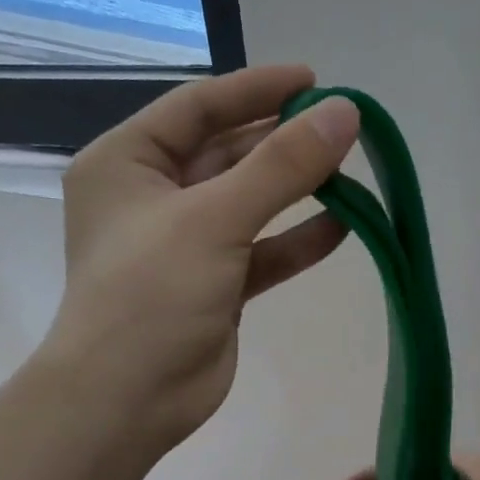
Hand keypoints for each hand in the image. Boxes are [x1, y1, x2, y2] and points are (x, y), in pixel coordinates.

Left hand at [45, 65, 359, 451]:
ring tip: (351, 176)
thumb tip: (344, 114)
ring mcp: (185, 246)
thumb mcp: (214, 219)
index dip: (257, 90)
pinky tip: (342, 230)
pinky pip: (260, 253)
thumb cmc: (152, 294)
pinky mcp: (214, 288)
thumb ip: (282, 167)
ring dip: (296, 192)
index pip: (198, 107)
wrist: (129, 398)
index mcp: (127, 163)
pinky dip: (296, 242)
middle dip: (282, 143)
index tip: (315, 81)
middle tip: (343, 130)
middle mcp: (153, 198)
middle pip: (227, 154)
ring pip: (248, 205)